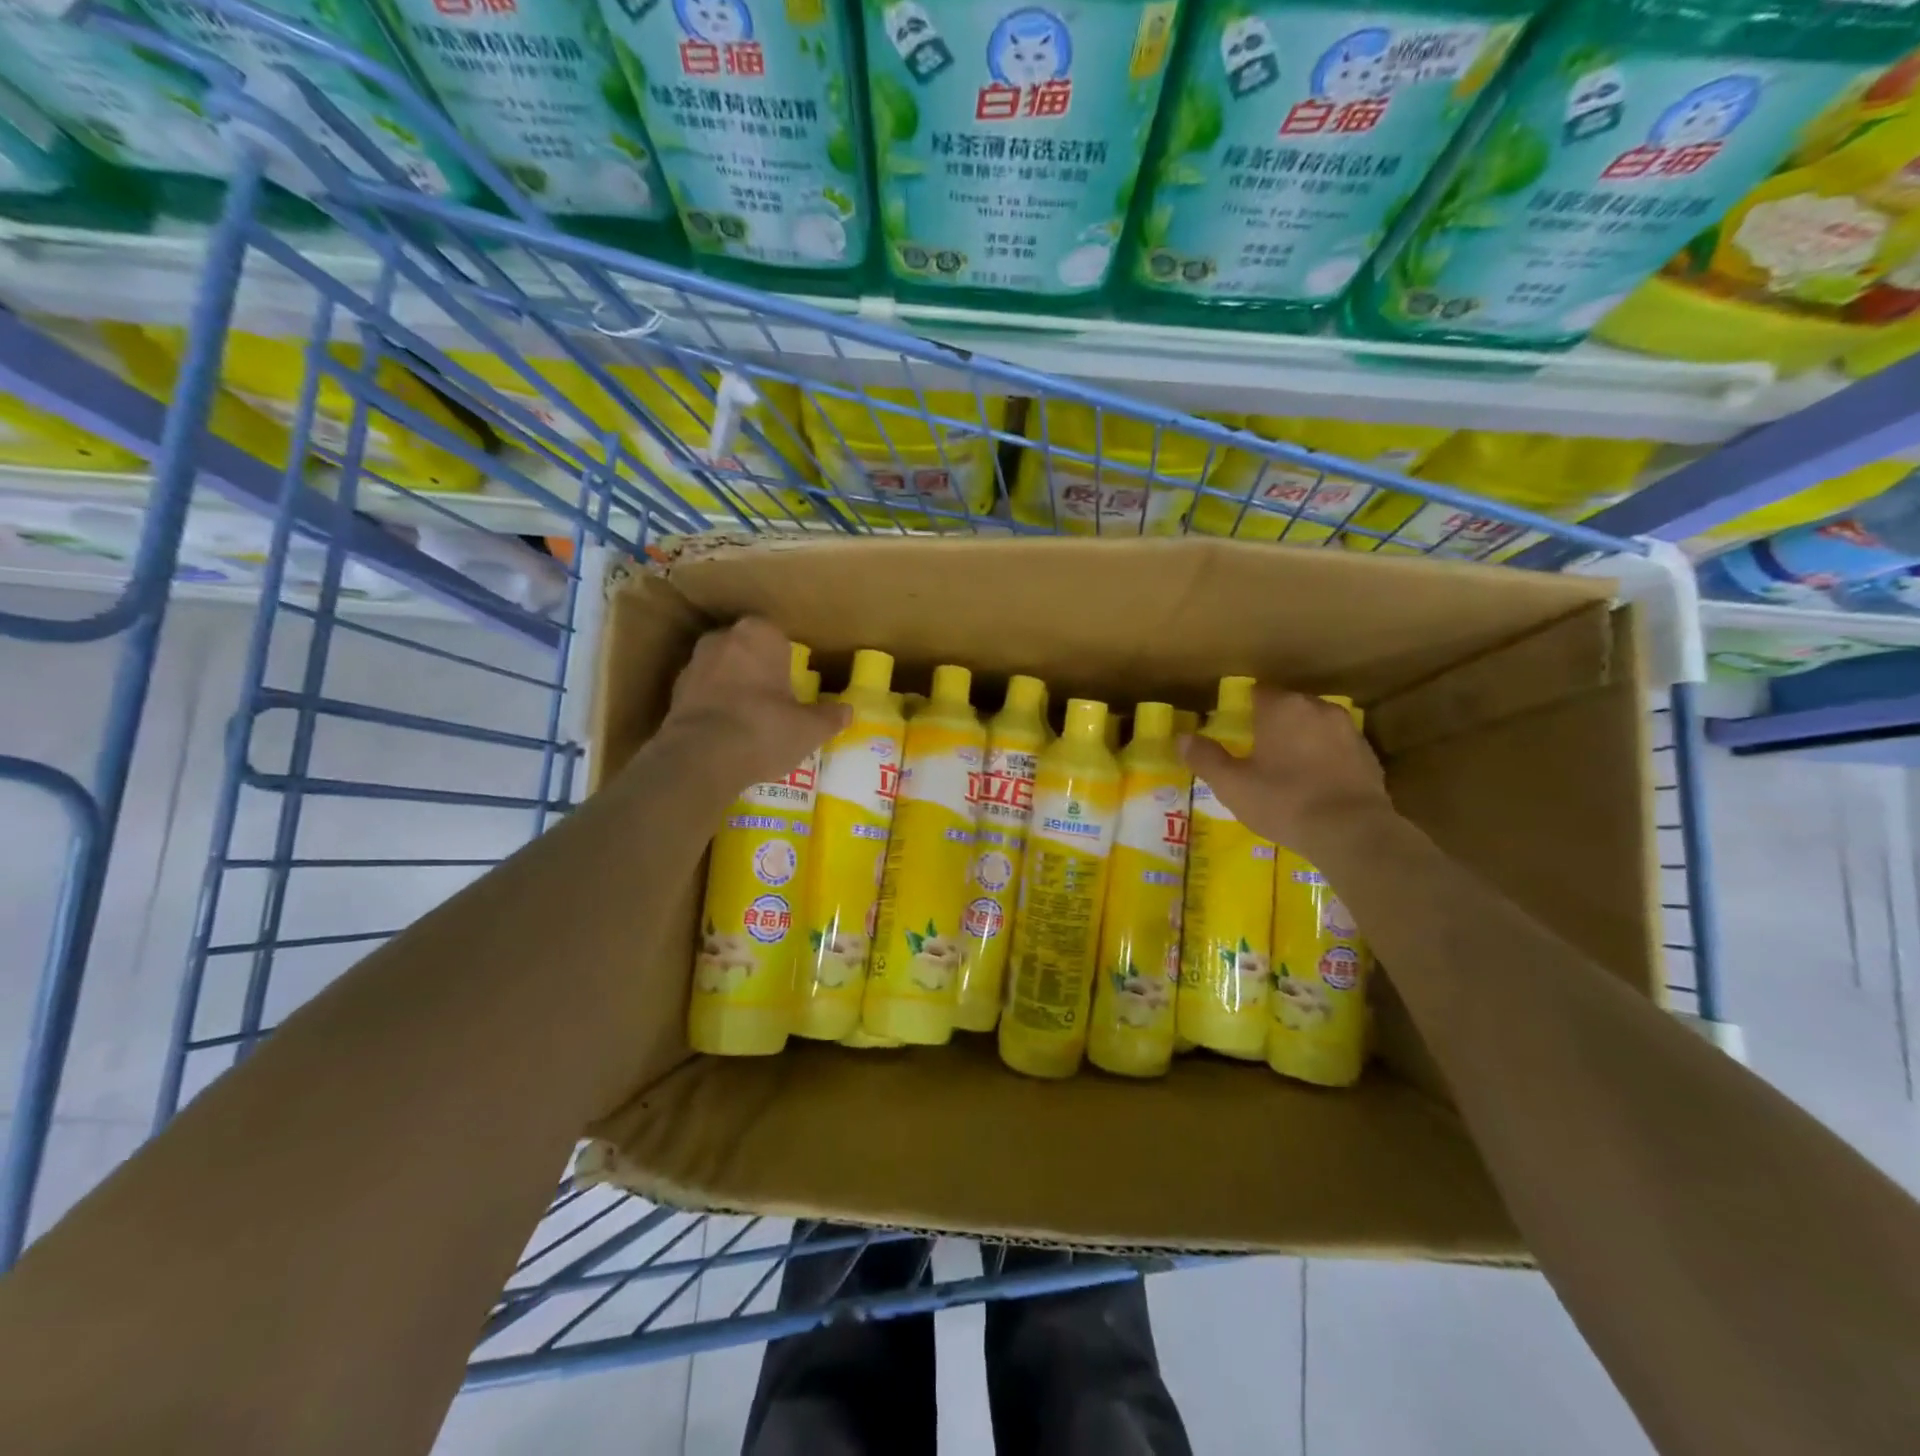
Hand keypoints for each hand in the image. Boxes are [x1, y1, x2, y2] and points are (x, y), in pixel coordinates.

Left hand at [663, 618, 848, 789]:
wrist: (700, 758)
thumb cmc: (764, 729)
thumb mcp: (809, 729)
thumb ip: (829, 717)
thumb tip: (847, 711)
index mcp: (758, 634)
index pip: (778, 638)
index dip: (787, 661)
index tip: (794, 686)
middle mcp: (723, 639)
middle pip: (748, 651)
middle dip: (759, 670)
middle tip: (775, 702)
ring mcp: (694, 664)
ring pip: (723, 671)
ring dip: (734, 688)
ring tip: (751, 721)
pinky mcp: (674, 693)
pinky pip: (704, 694)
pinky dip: (715, 707)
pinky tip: (727, 733)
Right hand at [1182, 688, 1392, 856]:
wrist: (1352, 831)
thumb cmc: (1283, 801)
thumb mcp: (1232, 784)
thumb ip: (1205, 758)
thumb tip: (1182, 738)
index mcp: (1282, 708)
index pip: (1257, 692)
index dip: (1243, 709)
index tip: (1234, 730)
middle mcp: (1317, 708)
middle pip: (1288, 706)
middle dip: (1273, 723)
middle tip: (1257, 752)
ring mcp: (1348, 730)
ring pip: (1315, 726)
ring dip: (1301, 739)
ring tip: (1287, 768)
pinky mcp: (1369, 755)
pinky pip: (1337, 748)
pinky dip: (1324, 758)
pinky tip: (1315, 783)